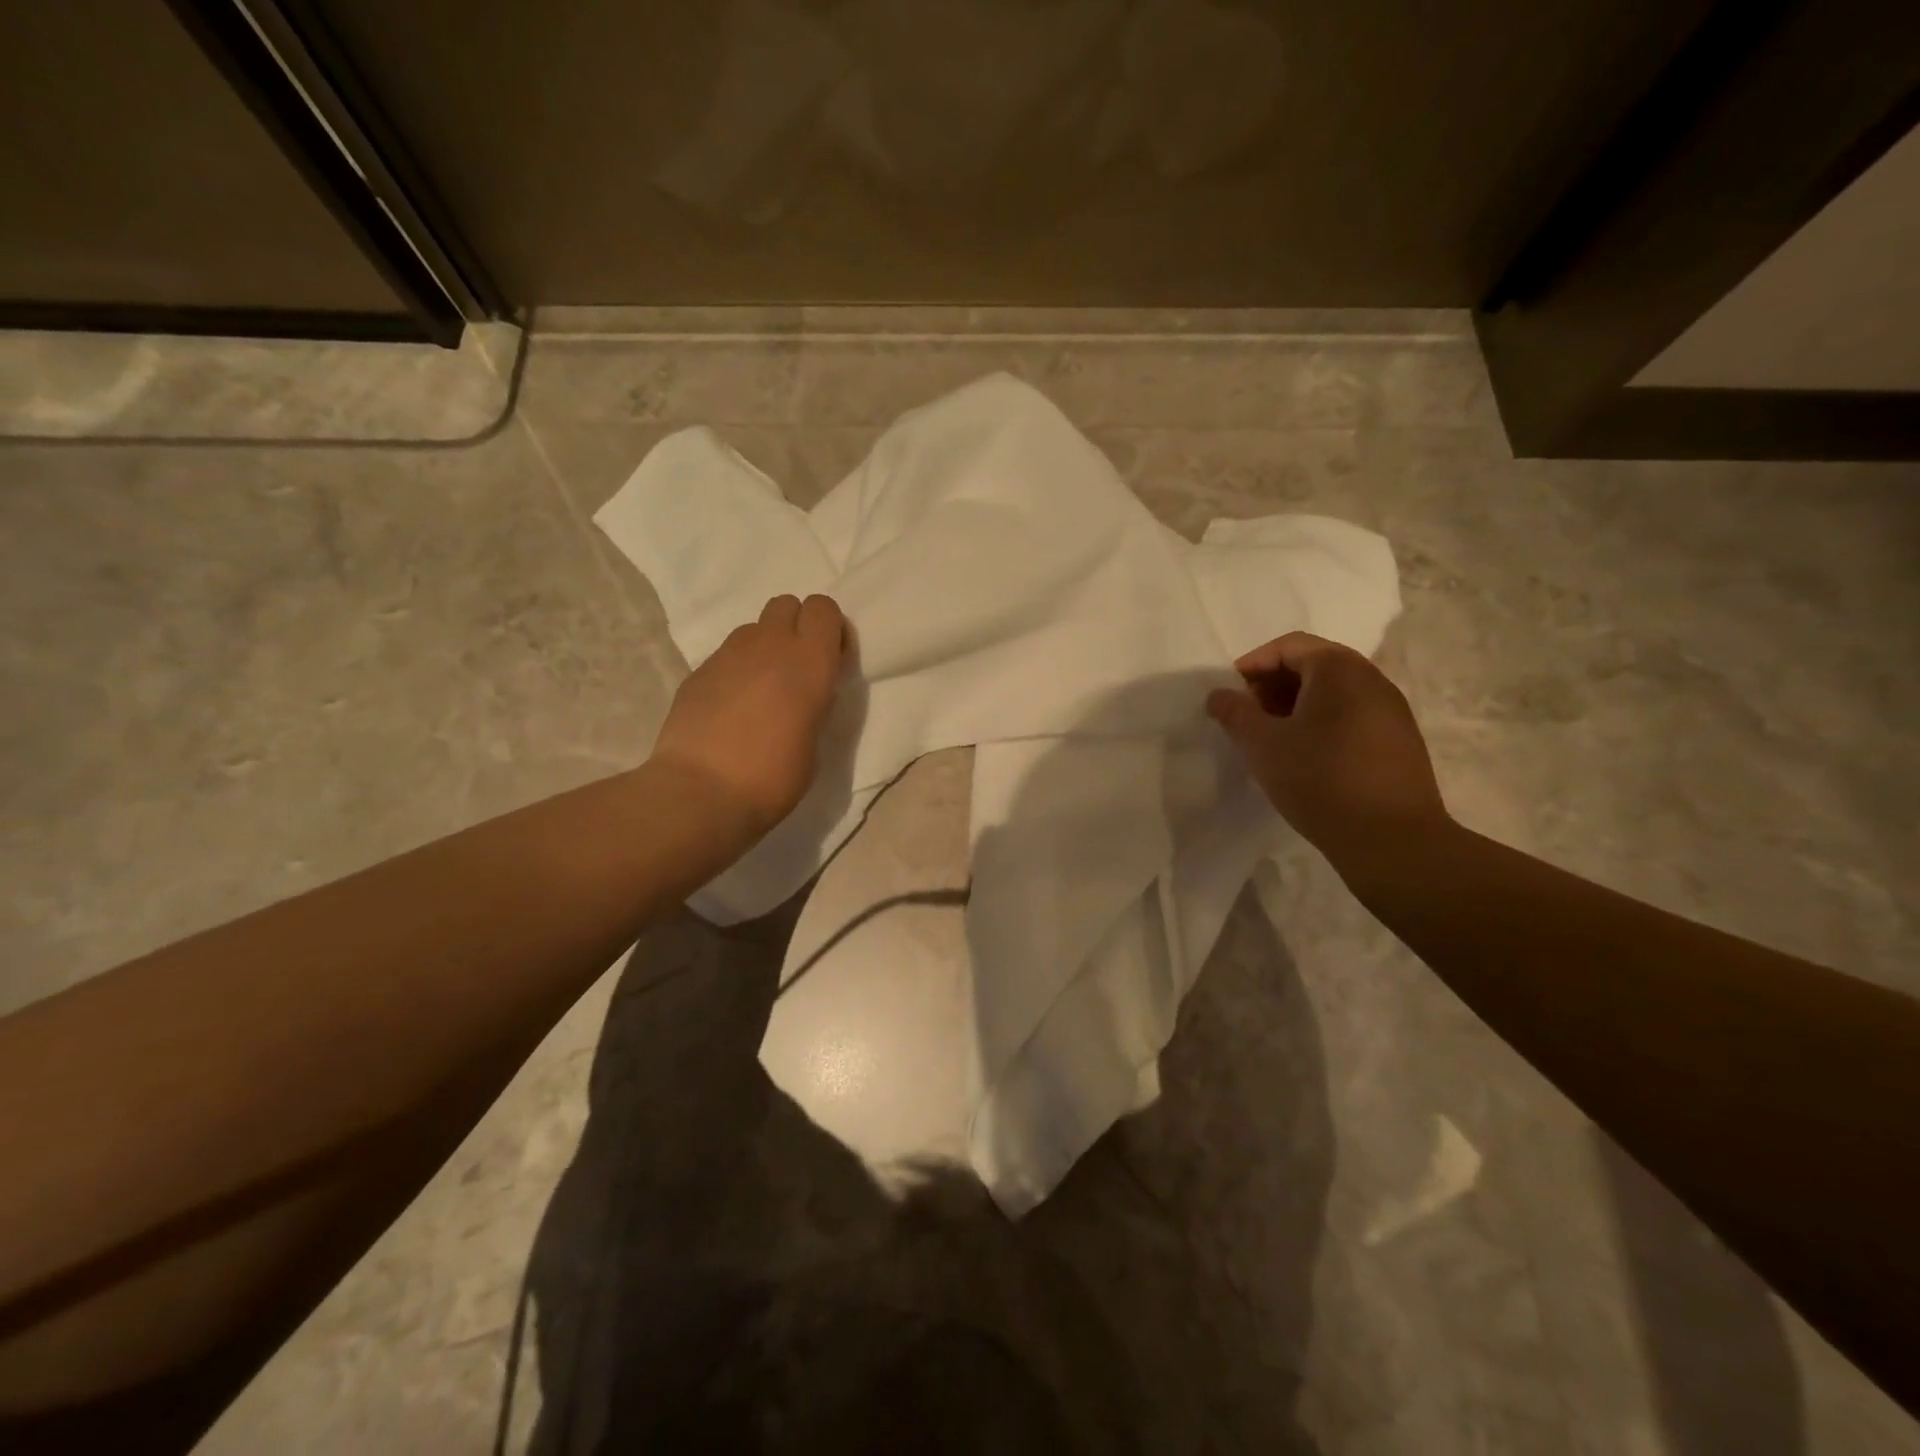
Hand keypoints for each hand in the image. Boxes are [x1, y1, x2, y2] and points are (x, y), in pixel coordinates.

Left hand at [650, 594, 848, 837]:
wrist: (701, 793)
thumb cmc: (773, 778)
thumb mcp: (815, 743)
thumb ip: (814, 704)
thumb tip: (805, 693)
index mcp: (809, 663)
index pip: (823, 608)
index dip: (829, 629)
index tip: (830, 661)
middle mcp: (769, 646)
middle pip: (787, 604)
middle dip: (796, 627)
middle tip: (797, 669)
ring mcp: (728, 655)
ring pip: (754, 628)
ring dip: (765, 647)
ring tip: (762, 689)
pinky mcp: (698, 671)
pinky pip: (726, 655)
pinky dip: (736, 670)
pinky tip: (730, 707)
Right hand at [1207, 632, 1448, 869]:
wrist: (1391, 838)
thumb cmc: (1319, 779)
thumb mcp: (1262, 745)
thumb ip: (1235, 713)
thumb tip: (1218, 695)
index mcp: (1339, 669)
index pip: (1289, 646)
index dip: (1253, 664)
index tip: (1230, 694)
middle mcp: (1372, 679)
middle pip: (1314, 665)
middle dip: (1273, 685)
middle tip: (1247, 716)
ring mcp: (1392, 710)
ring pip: (1334, 693)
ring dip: (1296, 706)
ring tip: (1272, 739)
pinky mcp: (1399, 741)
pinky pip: (1352, 716)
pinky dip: (1322, 723)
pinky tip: (1305, 757)